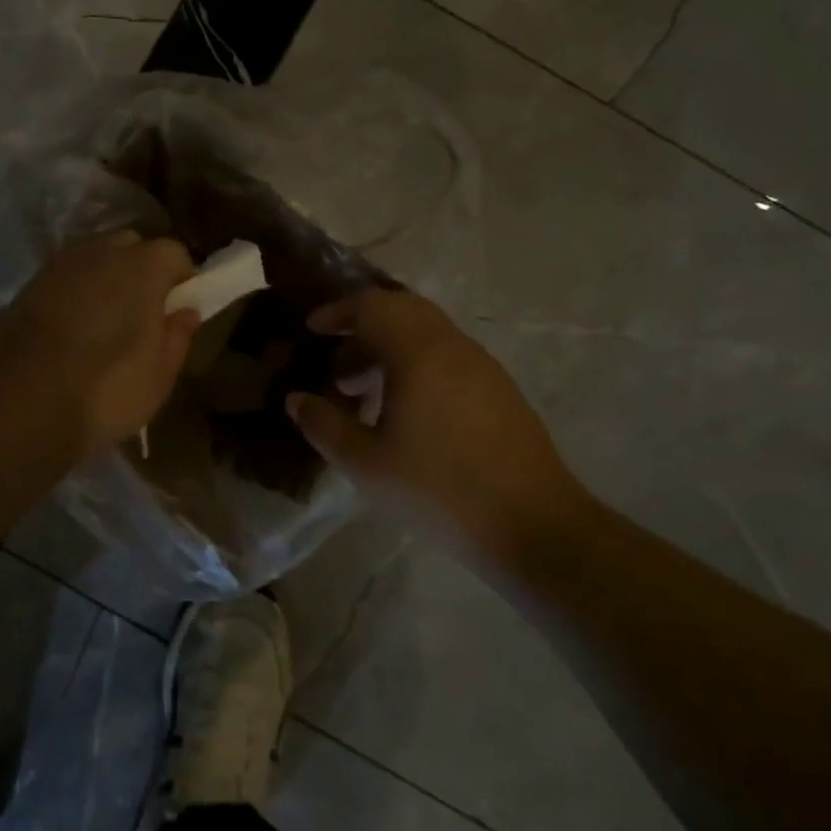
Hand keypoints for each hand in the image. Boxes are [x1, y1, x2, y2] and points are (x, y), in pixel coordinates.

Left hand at [0, 232, 200, 462]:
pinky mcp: (25, 288)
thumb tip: (187, 311)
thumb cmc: (104, 392)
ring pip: (91, 260)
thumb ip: (177, 336)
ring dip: (103, 280)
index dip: (181, 280)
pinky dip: (71, 295)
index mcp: (141, 267)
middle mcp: (98, 253)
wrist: (18, 408)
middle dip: (141, 271)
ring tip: (102, 324)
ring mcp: (56, 267)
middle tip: (141, 315)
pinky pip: (61, 281)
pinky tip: (68, 333)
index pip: (174, 253)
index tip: (177, 311)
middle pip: (130, 246)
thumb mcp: (158, 376)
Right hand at [285, 288, 593, 563]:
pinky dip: (414, 363)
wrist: (533, 525)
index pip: (370, 305)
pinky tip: (401, 410)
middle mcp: (451, 345)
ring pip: (425, 333)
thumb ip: (323, 425)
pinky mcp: (498, 389)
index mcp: (417, 351)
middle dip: (361, 324)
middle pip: (401, 309)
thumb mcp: (365, 463)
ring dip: (388, 346)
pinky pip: (446, 356)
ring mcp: (481, 365)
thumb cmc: (438, 489)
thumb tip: (297, 399)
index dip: (336, 311)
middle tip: (332, 356)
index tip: (311, 330)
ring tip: (359, 389)